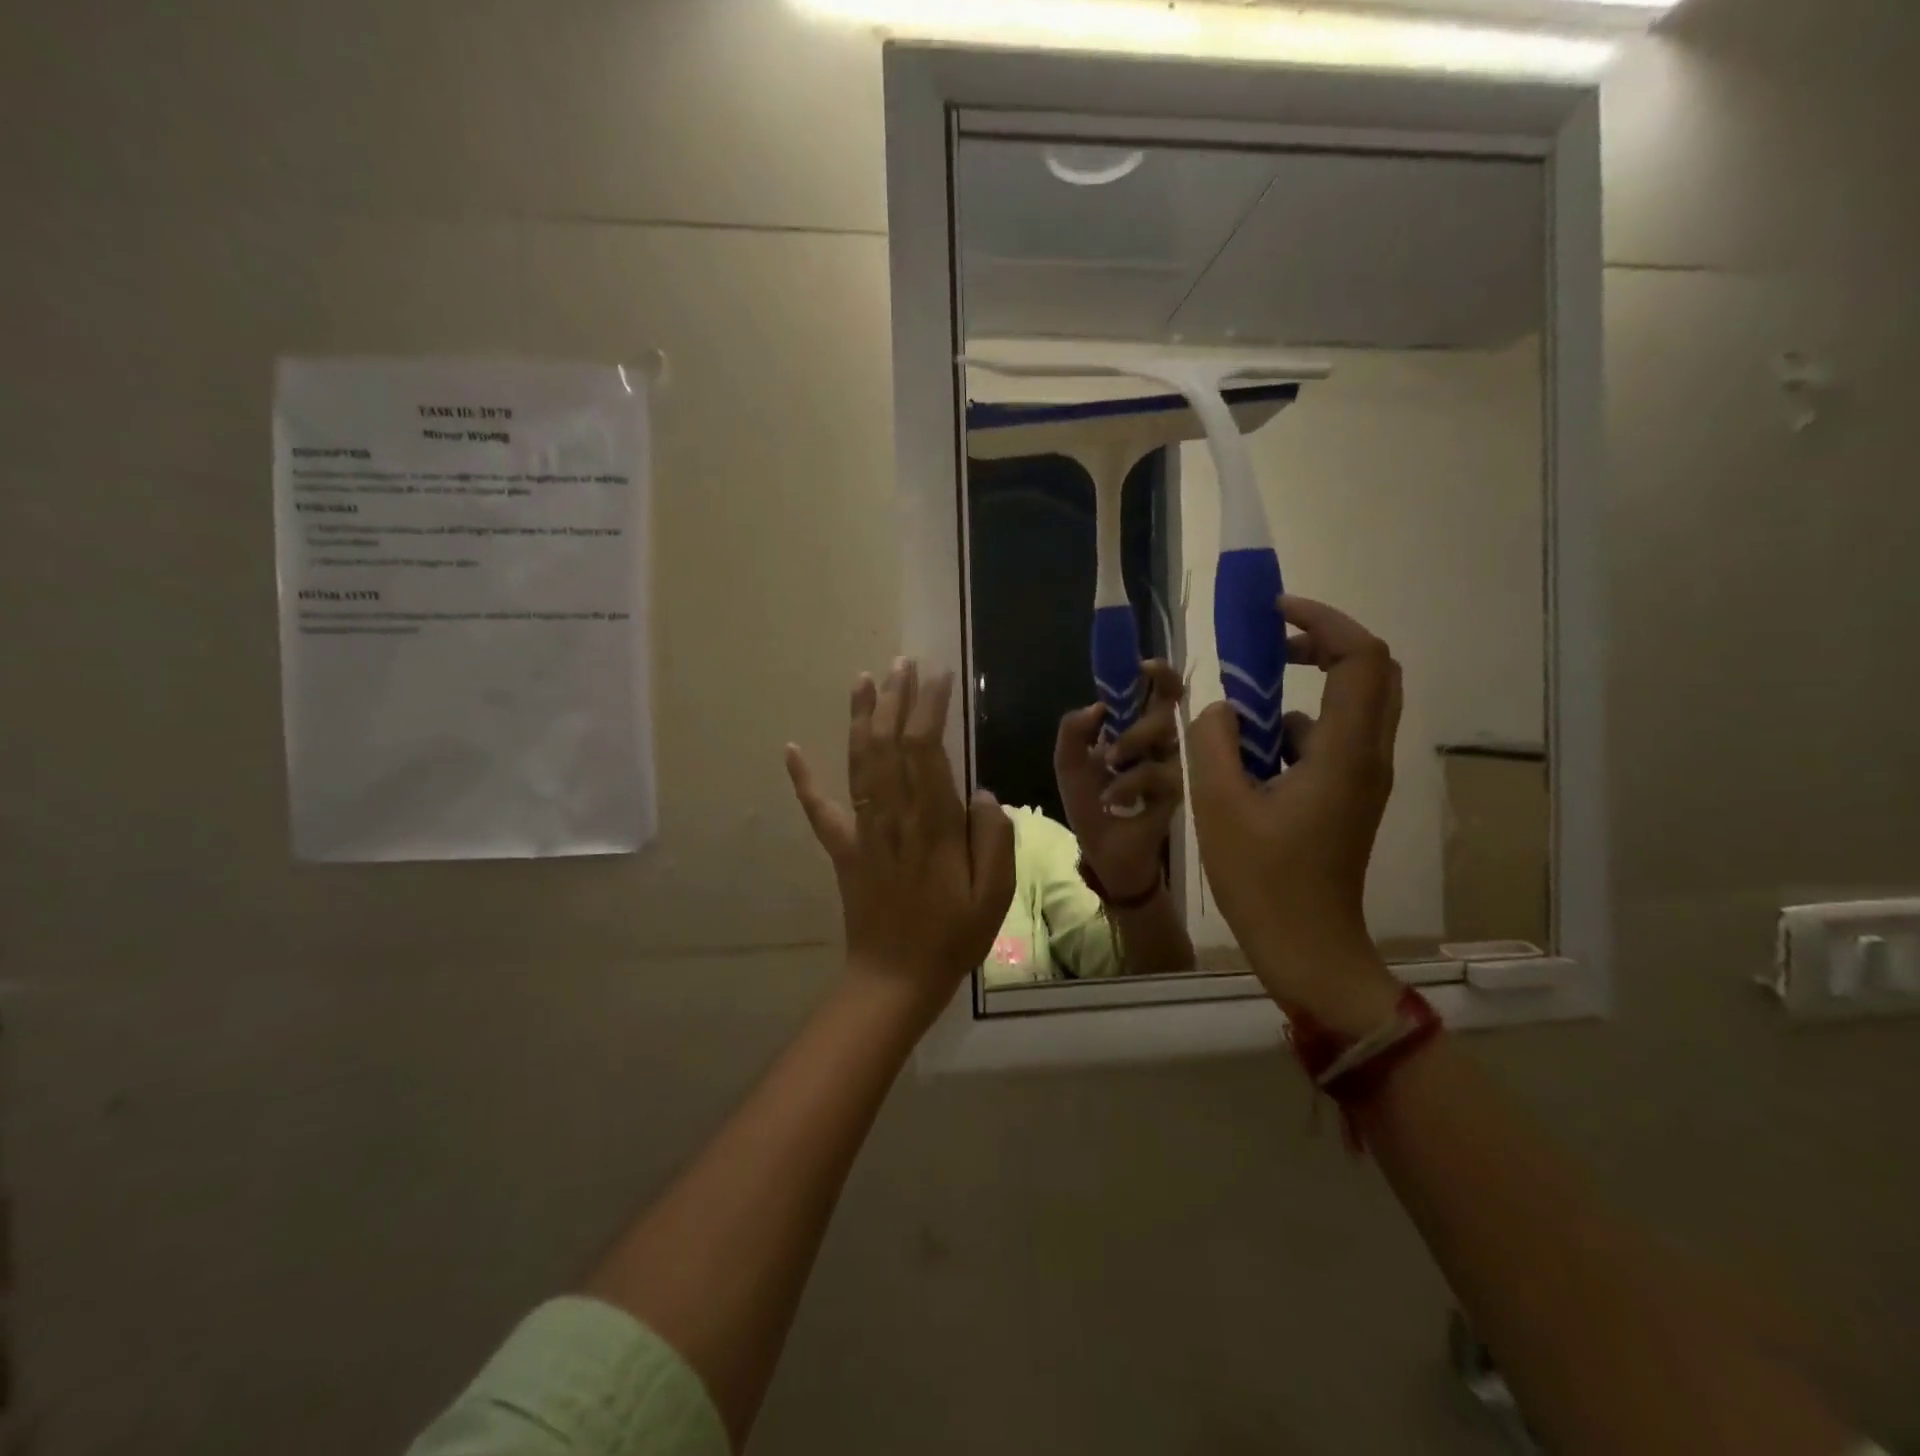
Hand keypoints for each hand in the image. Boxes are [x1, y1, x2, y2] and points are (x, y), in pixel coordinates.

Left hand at [786, 659, 1016, 1021]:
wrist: (895, 978)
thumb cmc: (953, 936)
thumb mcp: (994, 894)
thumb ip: (994, 838)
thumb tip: (982, 793)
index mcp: (932, 825)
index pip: (926, 750)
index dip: (929, 708)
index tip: (938, 675)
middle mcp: (893, 817)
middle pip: (889, 745)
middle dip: (896, 699)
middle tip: (903, 662)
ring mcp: (862, 831)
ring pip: (858, 763)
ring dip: (860, 718)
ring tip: (864, 679)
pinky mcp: (842, 849)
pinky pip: (819, 809)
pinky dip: (803, 778)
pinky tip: (791, 748)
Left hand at [1055, 660, 1184, 901]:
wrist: (1104, 852)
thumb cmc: (1090, 806)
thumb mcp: (1070, 766)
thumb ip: (1073, 732)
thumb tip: (1097, 706)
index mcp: (1135, 730)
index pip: (1157, 692)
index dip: (1158, 674)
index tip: (1144, 666)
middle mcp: (1161, 742)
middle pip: (1168, 709)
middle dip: (1138, 722)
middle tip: (1113, 747)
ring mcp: (1175, 764)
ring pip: (1165, 736)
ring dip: (1131, 746)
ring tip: (1108, 766)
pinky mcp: (1182, 791)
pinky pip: (1160, 773)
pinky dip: (1131, 783)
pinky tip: (1112, 798)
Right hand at [1187, 596, 1402, 1030]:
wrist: (1306, 948)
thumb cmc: (1263, 880)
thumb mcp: (1219, 804)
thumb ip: (1215, 741)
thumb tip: (1223, 710)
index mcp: (1345, 752)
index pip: (1361, 657)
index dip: (1323, 620)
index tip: (1273, 614)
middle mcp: (1367, 756)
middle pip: (1371, 672)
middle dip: (1322, 644)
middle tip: (1269, 646)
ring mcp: (1363, 779)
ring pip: (1351, 707)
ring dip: (1303, 691)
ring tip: (1242, 711)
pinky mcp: (1350, 798)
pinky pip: (1331, 742)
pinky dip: (1294, 731)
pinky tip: (1248, 760)